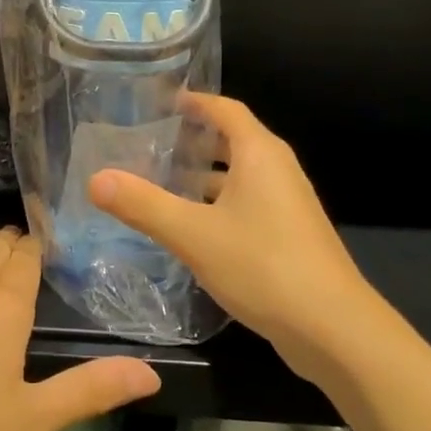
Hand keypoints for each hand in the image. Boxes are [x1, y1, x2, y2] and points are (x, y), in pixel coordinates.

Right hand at [88, 94, 368, 379]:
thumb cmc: (263, 266)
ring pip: (240, 176)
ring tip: (163, 183)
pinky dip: (218, 203)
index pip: (225, 109)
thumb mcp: (193, 234)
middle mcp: (278, 170)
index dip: (195, 102)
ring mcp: (288, 204)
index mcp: (260, 154)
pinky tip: (192, 227)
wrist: (334, 329)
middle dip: (194, 139)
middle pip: (233, 140)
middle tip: (151, 144)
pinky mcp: (290, 235)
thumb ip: (143, 204)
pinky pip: (248, 203)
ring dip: (204, 175)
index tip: (162, 102)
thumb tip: (96, 179)